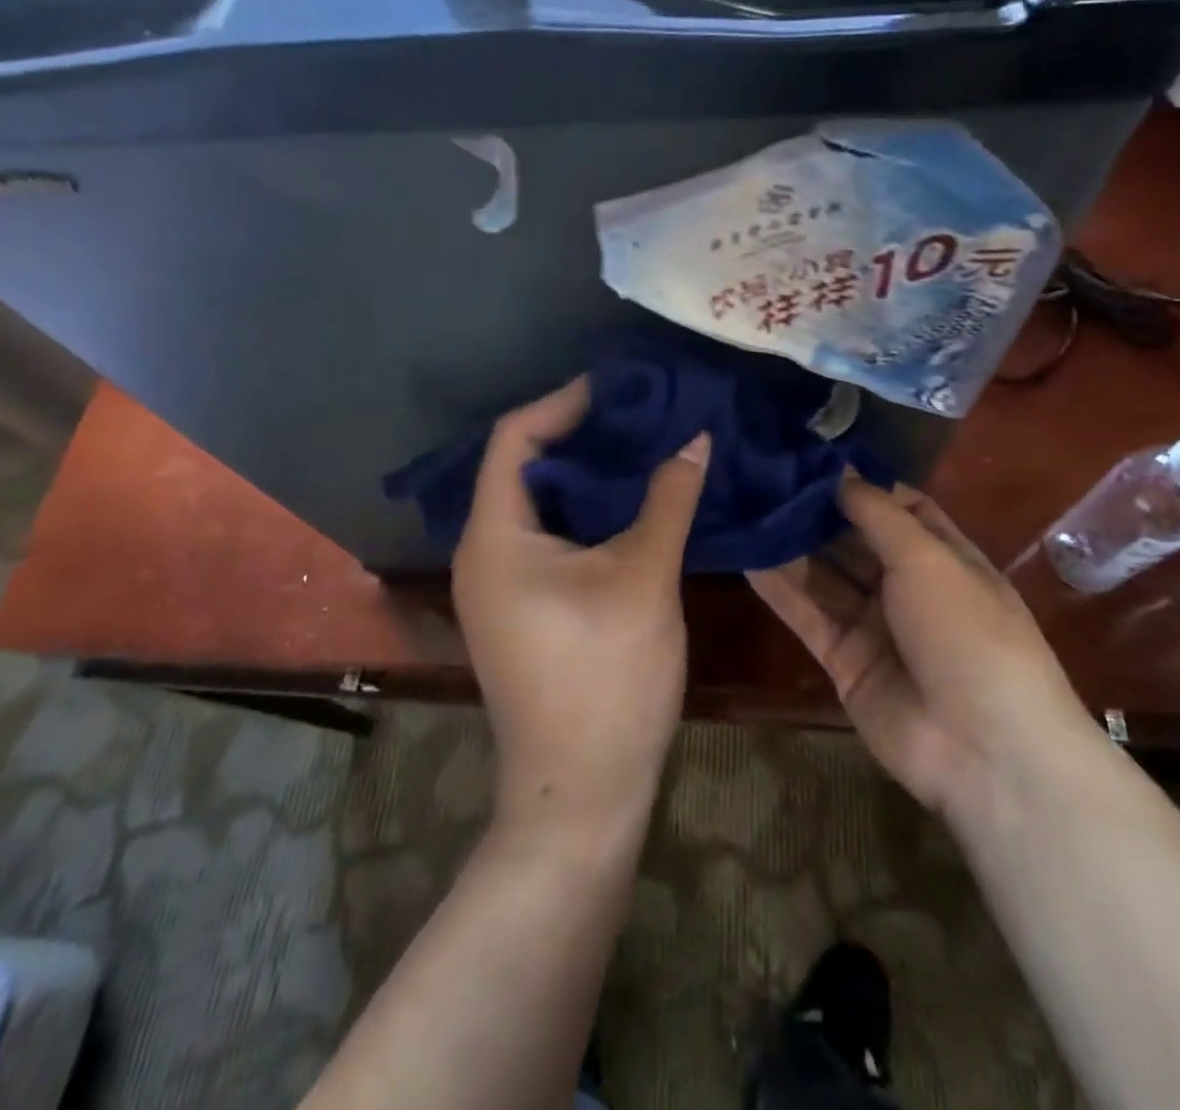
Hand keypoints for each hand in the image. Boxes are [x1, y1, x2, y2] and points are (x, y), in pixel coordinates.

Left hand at [454, 378, 709, 833]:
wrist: (580, 793)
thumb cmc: (606, 679)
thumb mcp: (643, 577)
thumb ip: (669, 499)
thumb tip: (697, 437)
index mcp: (495, 536)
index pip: (515, 438)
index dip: (564, 403)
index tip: (619, 387)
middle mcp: (482, 552)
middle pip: (523, 466)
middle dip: (580, 434)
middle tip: (639, 412)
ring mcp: (497, 584)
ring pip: (538, 504)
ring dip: (586, 474)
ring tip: (642, 446)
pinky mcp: (520, 608)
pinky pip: (546, 536)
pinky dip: (584, 511)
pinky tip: (630, 504)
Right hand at [748, 477, 1089, 815]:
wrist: (983, 748)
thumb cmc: (967, 632)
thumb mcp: (928, 558)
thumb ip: (876, 514)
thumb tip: (839, 473)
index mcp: (942, 556)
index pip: (898, 507)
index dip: (859, 483)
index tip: (810, 458)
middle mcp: (907, 586)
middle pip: (853, 539)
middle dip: (814, 512)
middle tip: (761, 479)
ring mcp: (874, 625)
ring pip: (824, 576)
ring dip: (789, 547)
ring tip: (745, 510)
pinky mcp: (844, 660)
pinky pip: (807, 616)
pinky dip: (779, 590)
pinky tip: (745, 558)